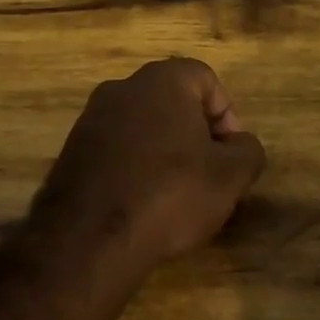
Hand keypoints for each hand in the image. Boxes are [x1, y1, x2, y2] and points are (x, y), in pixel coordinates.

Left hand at [30, 58, 265, 297]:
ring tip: (175, 193)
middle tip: (207, 173)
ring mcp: (90, 118)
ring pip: (142, 126)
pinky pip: (116, 149)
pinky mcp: (71, 151)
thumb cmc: (170, 195)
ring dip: (164, 151)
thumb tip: (240, 144)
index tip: (230, 155)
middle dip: (195, 133)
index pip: (206, 79)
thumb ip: (247, 150)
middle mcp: (122, 88)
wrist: (89, 239)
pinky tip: (141, 202)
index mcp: (162, 80)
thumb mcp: (230, 176)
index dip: (226, 115)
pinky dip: (134, 167)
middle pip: (172, 101)